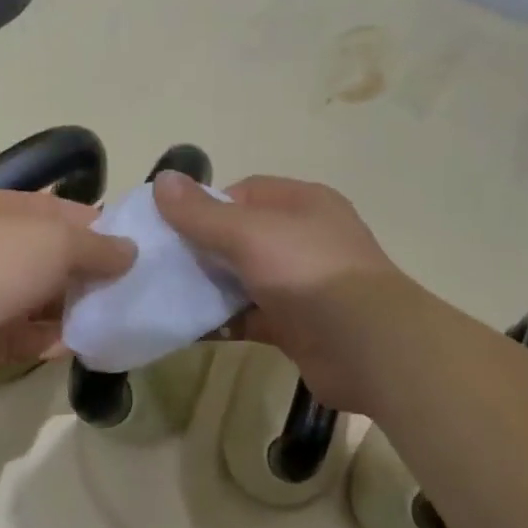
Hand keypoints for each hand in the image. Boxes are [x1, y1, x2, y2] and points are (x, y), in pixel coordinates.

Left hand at [0, 189, 135, 398]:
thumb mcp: (55, 239)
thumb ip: (98, 246)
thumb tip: (130, 252)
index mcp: (7, 211)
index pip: (64, 213)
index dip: (103, 228)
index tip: (143, 247)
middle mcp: (0, 250)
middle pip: (59, 259)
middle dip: (99, 272)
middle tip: (146, 287)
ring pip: (51, 301)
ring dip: (86, 308)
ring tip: (133, 316)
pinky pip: (40, 337)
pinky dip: (67, 340)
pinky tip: (102, 343)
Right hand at [153, 171, 398, 409]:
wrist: (368, 347)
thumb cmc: (309, 274)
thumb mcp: (249, 233)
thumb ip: (201, 213)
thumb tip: (160, 180)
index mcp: (301, 204)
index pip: (243, 193)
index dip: (204, 206)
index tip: (170, 228)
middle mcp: (303, 239)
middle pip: (239, 237)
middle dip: (200, 250)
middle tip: (160, 265)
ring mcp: (300, 284)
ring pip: (242, 279)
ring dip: (207, 288)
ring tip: (165, 297)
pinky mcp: (295, 325)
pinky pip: (248, 317)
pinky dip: (222, 322)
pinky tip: (189, 328)